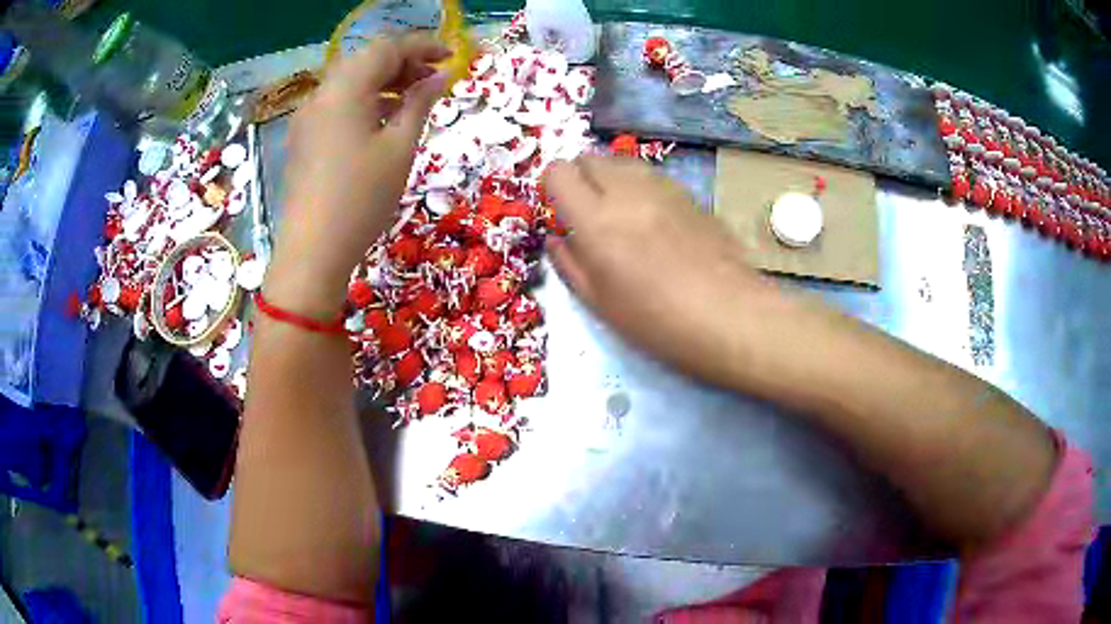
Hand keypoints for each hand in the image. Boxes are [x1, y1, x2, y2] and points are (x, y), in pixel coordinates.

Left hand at [265, 34, 449, 315]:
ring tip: (414, 100)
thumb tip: (439, 77)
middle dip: (402, 63)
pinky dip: (364, 102)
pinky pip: (337, 105)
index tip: (450, 56)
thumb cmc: (361, 198)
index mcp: (344, 90)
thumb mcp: (400, 148)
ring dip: (383, 82)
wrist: (312, 252)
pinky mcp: (304, 139)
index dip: (421, 46)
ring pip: (350, 83)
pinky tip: (383, 121)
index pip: (386, 48)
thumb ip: (420, 103)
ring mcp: (307, 118)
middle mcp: (321, 95)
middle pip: (365, 61)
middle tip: (433, 81)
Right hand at [544, 156, 770, 386]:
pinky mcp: (690, 194)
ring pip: (623, 162)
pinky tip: (654, 222)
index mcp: (596, 219)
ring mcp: (663, 188)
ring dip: (611, 179)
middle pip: (590, 158)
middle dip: (580, 178)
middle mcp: (627, 191)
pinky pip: (652, 176)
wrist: (729, 315)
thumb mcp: (600, 303)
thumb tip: (556, 238)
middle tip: (587, 212)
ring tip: (621, 215)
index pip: (559, 172)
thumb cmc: (657, 320)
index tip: (558, 210)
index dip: (551, 186)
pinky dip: (641, 188)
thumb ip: (569, 263)